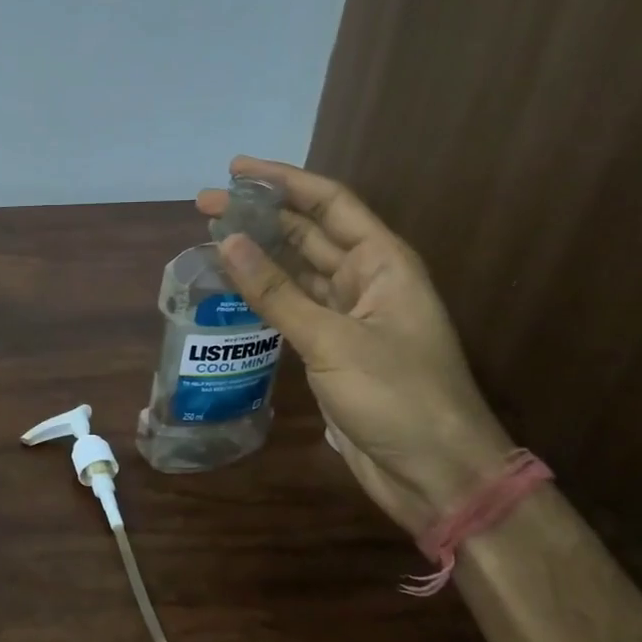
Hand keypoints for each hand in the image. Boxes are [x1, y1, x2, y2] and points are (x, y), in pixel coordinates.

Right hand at [198, 157, 512, 535]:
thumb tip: (226, 241)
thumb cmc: (397, 397)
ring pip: (298, 271)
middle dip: (261, 216)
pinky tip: (232, 288)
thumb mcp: (332, 340)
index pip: (330, 204)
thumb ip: (276, 292)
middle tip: (206, 205)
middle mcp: (367, 281)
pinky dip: (263, 296)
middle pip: (309, 233)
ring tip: (211, 239)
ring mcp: (350, 317)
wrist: (436, 473)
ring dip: (259, 254)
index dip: (284, 181)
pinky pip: (293, 309)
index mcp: (383, 263)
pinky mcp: (334, 350)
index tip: (236, 168)